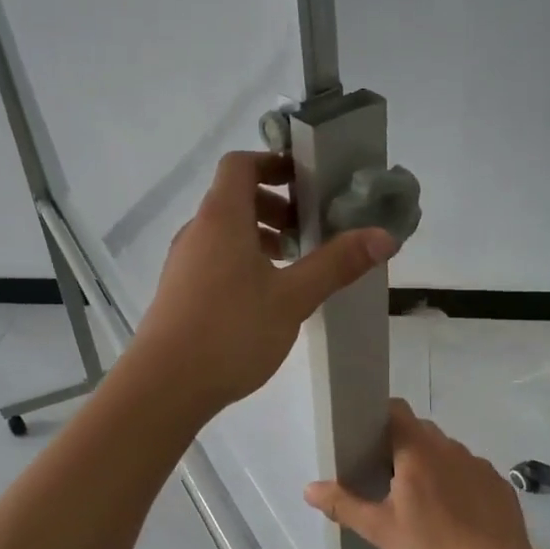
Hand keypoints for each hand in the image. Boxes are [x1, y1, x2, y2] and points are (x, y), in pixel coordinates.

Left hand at [127, 151, 397, 416]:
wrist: (164, 385)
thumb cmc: (231, 331)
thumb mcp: (292, 297)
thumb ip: (336, 264)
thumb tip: (384, 235)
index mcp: (222, 217)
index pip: (240, 164)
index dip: (273, 163)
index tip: (307, 180)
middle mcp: (197, 231)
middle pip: (234, 197)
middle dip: (275, 206)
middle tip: (309, 231)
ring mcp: (183, 262)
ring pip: (225, 232)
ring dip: (260, 236)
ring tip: (293, 267)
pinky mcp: (178, 291)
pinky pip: (214, 258)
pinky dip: (242, 260)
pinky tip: (264, 298)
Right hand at [305, 400, 537, 548]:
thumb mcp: (382, 531)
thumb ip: (345, 505)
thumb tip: (309, 488)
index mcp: (418, 451)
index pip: (396, 410)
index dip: (378, 417)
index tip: (364, 438)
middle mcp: (450, 448)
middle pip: (419, 431)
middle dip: (400, 446)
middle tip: (384, 477)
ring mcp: (479, 465)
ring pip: (446, 452)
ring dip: (430, 465)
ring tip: (420, 501)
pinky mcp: (500, 486)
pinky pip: (470, 473)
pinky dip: (457, 484)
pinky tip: (455, 517)